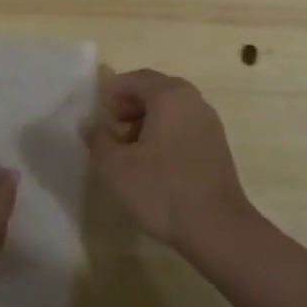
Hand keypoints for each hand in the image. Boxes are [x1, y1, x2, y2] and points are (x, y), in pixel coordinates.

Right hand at [87, 69, 257, 252]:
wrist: (217, 227)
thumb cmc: (161, 189)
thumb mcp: (116, 166)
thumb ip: (98, 139)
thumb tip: (89, 124)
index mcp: (170, 96)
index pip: (137, 78)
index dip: (114, 89)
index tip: (97, 105)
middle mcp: (193, 101)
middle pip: (157, 90)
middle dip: (130, 103)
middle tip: (110, 123)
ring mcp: (209, 123)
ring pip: (172, 109)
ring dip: (147, 119)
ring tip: (127, 145)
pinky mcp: (217, 146)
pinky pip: (184, 126)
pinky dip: (165, 132)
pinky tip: (152, 160)